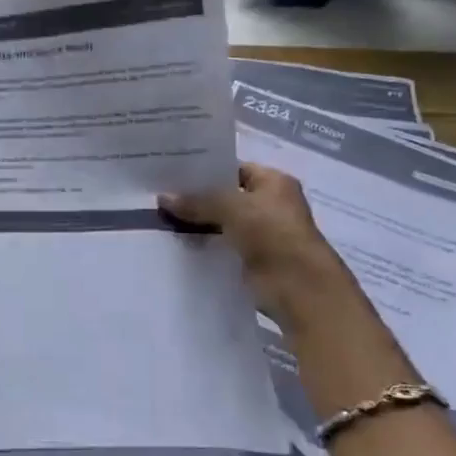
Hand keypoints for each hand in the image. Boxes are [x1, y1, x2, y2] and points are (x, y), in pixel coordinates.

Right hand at [159, 163, 351, 324]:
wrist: (298, 286)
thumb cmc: (272, 233)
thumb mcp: (231, 207)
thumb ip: (197, 201)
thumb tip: (162, 198)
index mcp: (273, 182)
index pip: (233, 169)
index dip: (204, 171)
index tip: (171, 174)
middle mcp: (268, 204)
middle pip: (224, 197)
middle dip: (195, 199)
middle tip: (158, 196)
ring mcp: (260, 233)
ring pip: (220, 223)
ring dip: (196, 224)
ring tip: (159, 219)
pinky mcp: (250, 259)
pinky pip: (220, 246)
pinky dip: (202, 246)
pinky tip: (174, 244)